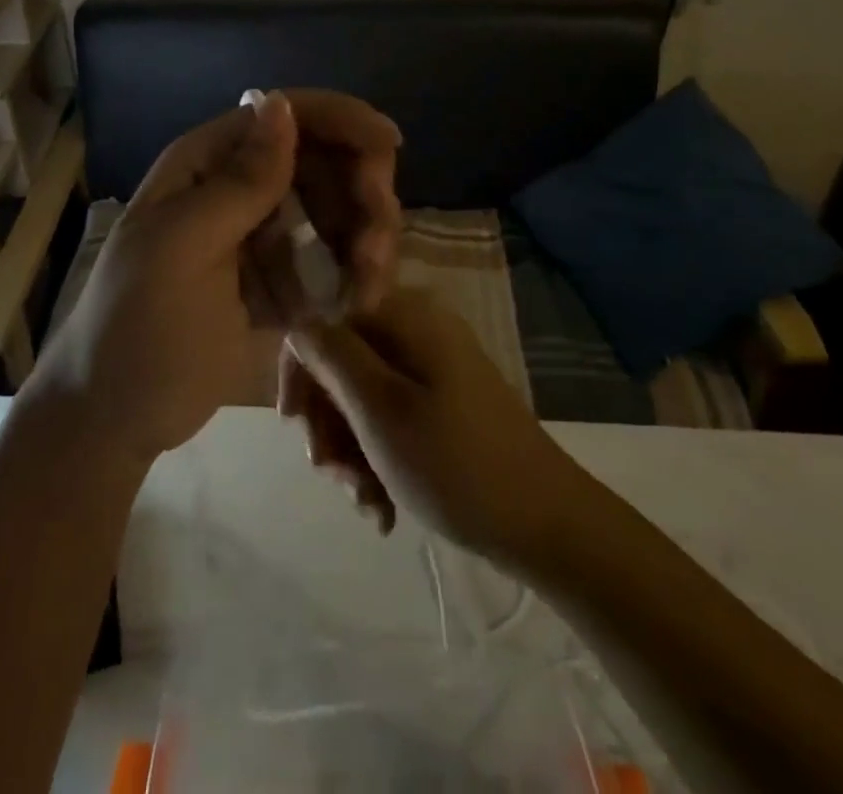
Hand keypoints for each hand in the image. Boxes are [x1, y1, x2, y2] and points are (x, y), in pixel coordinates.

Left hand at [27, 90, 401, 465]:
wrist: (114, 418)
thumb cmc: (137, 327)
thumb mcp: (183, 249)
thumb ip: (240, 182)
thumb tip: (282, 103)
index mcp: (206, 165)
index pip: (283, 116)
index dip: (340, 120)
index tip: (390, 145)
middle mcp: (237, 190)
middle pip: (322, 163)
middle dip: (361, 194)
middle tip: (374, 248)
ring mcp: (260, 237)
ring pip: (336, 212)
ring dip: (364, 242)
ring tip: (367, 289)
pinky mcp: (277, 281)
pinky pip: (330, 261)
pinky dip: (351, 277)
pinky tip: (354, 305)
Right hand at [285, 287, 584, 569]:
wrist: (548, 525)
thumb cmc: (454, 463)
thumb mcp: (378, 408)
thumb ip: (331, 355)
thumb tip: (298, 322)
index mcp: (406, 316)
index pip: (327, 322)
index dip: (301, 372)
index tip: (294, 427)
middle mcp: (419, 330)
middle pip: (344, 364)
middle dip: (329, 424)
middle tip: (333, 475)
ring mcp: (437, 368)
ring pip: (364, 398)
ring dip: (352, 451)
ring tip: (365, 503)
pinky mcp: (448, 404)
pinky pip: (394, 418)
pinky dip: (380, 458)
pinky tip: (384, 508)